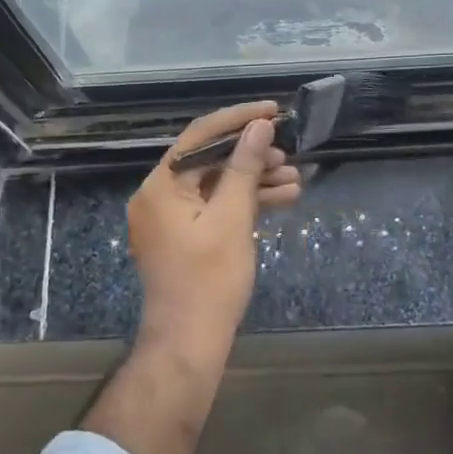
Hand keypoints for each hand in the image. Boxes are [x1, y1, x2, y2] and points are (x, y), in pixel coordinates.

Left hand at [128, 101, 302, 367]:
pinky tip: (281, 199)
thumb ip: (244, 167)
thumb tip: (259, 126)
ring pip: (216, 185)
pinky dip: (244, 203)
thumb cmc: (210, 279)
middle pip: (209, 160)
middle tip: (288, 154)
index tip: (273, 111)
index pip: (201, 135)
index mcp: (161, 185)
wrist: (190, 342)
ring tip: (294, 179)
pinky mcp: (184, 236)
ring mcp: (170, 218)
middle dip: (251, 155)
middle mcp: (159, 195)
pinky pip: (214, 207)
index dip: (239, 119)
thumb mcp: (232, 218)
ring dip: (254, 180)